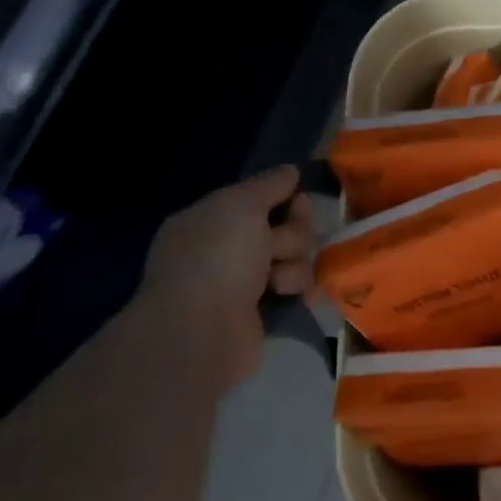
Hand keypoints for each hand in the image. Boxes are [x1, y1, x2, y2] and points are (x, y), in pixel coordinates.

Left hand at [140, 166, 312, 383]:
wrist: (202, 330)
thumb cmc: (217, 258)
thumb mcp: (241, 205)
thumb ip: (269, 185)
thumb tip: (290, 170)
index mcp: (212, 219)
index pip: (263, 197)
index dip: (286, 199)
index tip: (297, 204)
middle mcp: (226, 247)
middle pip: (287, 227)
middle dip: (293, 235)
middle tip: (277, 249)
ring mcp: (243, 281)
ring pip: (296, 257)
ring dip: (295, 266)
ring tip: (277, 283)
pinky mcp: (262, 310)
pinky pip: (296, 288)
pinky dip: (298, 290)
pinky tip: (292, 297)